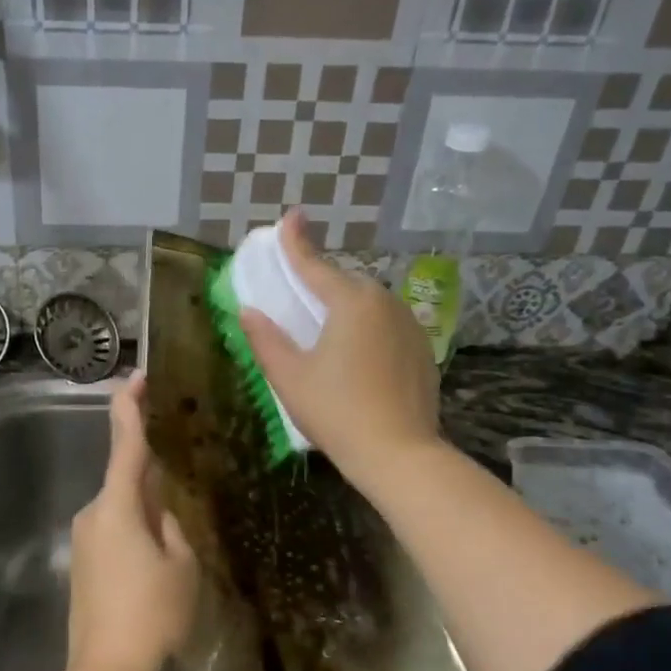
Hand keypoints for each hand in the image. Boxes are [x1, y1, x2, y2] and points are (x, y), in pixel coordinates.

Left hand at [67, 374, 198, 670]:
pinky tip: (160, 550)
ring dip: (147, 505)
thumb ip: (174, 525)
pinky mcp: (84, 566)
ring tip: (181, 524)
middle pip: (125, 477)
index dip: (130, 407)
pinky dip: (136, 528)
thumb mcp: (182, 565)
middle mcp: (93, 514)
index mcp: (117, 506)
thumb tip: (163, 509)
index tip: (137, 377)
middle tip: (186, 467)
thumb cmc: (153, 616)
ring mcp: (84, 541)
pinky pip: (114, 531)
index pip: (125, 443)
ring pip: (122, 507)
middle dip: (152, 470)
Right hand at [239, 209, 442, 489]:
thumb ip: (266, 339)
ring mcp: (409, 325)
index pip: (314, 265)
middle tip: (298, 295)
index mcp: (351, 302)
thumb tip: (249, 311)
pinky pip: (386, 325)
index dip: (296, 242)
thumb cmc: (336, 412)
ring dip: (344, 308)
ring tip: (324, 331)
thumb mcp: (289, 377)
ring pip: (368, 305)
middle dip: (320, 284)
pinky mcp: (421, 349)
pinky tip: (355, 357)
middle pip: (344, 284)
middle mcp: (384, 302)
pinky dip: (366, 329)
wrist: (399, 454)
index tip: (290, 216)